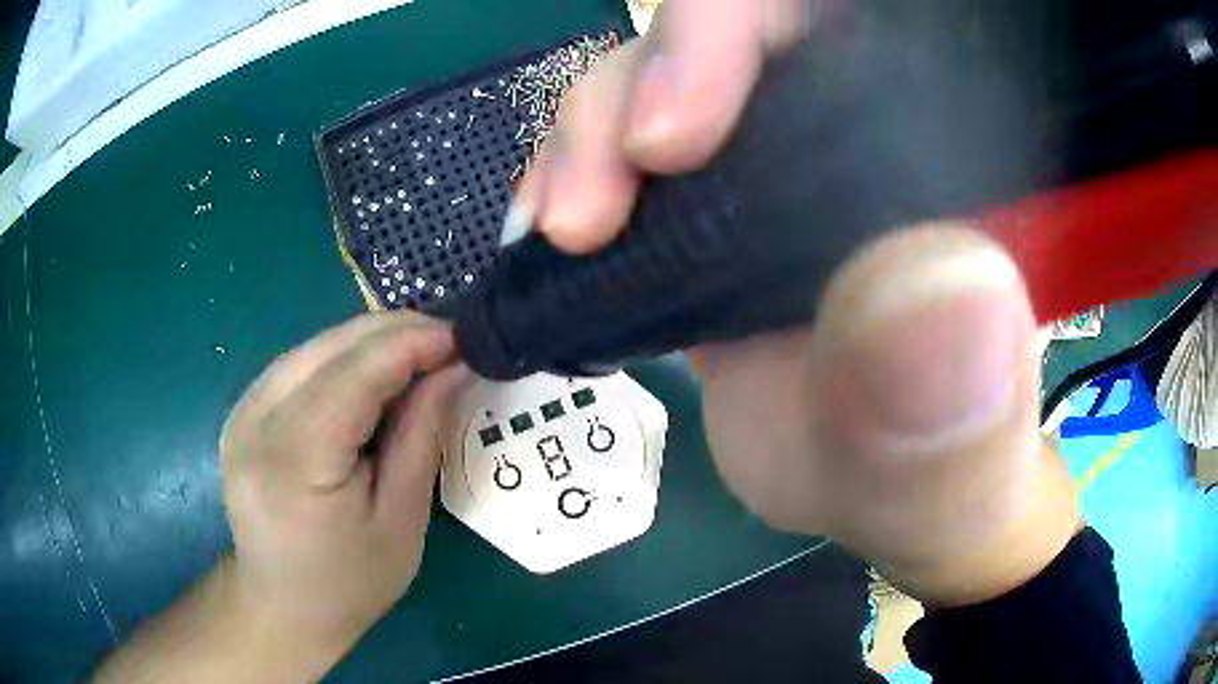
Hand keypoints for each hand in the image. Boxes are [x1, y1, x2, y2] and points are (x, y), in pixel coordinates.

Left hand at [219, 312, 462, 655]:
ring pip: (314, 346)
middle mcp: (255, 421)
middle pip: (330, 347)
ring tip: (419, 357)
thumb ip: (421, 436)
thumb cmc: (349, 582)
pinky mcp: (242, 411)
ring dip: (370, 342)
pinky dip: (343, 360)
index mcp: (293, 460)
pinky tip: (373, 376)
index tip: (465, 337)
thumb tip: (452, 367)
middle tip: (449, 342)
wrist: (282, 606)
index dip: (412, 343)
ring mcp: (242, 411)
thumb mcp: (401, 521)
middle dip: (395, 333)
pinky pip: (299, 364)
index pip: (354, 373)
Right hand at [515, 0, 1080, 605]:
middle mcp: (861, 135)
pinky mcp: (713, 204)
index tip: (673, 135)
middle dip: (639, 86)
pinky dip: (574, 174)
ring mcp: (777, 160)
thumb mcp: (951, 477)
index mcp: (943, 163)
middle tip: (584, 206)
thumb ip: (961, 412)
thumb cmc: (936, 487)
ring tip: (557, 226)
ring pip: (661, 81)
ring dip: (588, 135)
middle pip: (735, 34)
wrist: (884, 494)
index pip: (846, 26)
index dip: (740, 35)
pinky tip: (549, 231)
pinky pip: (625, 146)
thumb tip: (949, 291)